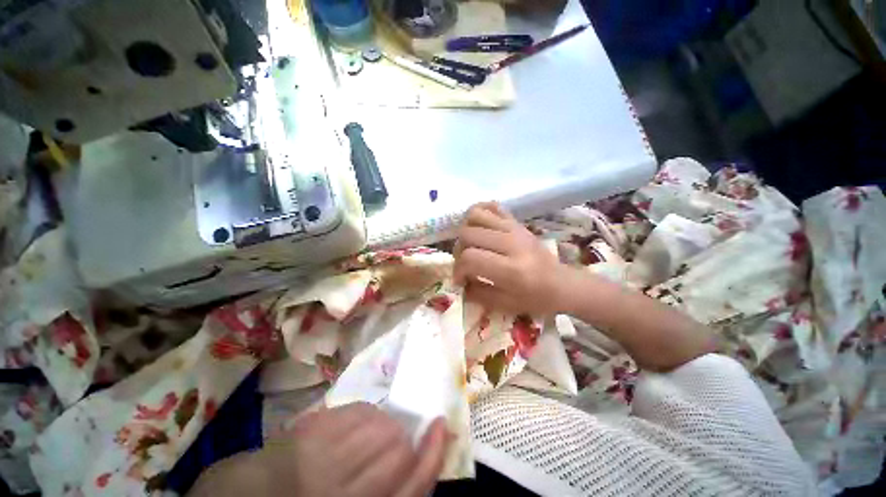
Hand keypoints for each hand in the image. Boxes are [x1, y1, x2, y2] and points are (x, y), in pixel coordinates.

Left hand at [191, 403, 448, 496]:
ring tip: (371, 432)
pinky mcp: (312, 430)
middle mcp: (343, 491)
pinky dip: (366, 413)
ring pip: (381, 427)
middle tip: (395, 439)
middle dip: (404, 440)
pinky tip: (355, 422)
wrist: (255, 492)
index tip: (440, 426)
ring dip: (384, 424)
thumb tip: (419, 449)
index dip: (432, 455)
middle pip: (399, 453)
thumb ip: (391, 485)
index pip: (413, 489)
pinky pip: (359, 411)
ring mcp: (325, 459)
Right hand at [454, 203, 572, 314]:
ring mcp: (514, 228)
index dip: (458, 269)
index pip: (470, 258)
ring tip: (470, 245)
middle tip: (465, 263)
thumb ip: (477, 293)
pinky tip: (478, 227)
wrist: (561, 283)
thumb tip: (459, 282)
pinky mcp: (516, 222)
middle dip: (459, 251)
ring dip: (465, 230)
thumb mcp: (504, 304)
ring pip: (475, 215)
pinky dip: (479, 213)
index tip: (460, 280)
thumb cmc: (535, 298)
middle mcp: (511, 243)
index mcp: (511, 269)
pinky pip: (491, 206)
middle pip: (468, 234)